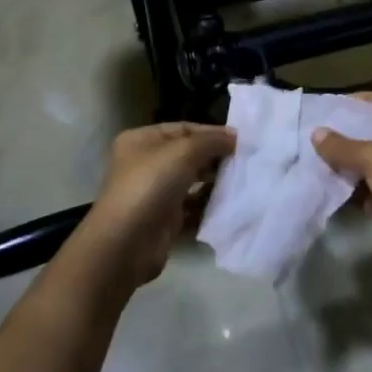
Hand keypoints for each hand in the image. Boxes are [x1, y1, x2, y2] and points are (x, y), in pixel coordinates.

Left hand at [79, 122, 235, 286]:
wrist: (126, 243)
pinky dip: (208, 207)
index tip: (240, 140)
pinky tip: (229, 206)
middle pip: (187, 155)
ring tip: (241, 182)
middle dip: (214, 158)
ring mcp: (154, 193)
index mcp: (141, 141)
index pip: (182, 128)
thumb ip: (211, 141)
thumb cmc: (150, 186)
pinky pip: (192, 208)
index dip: (211, 132)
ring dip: (214, 183)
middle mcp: (145, 164)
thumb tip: (234, 138)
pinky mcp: (163, 220)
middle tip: (244, 162)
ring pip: (191, 182)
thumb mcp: (183, 152)